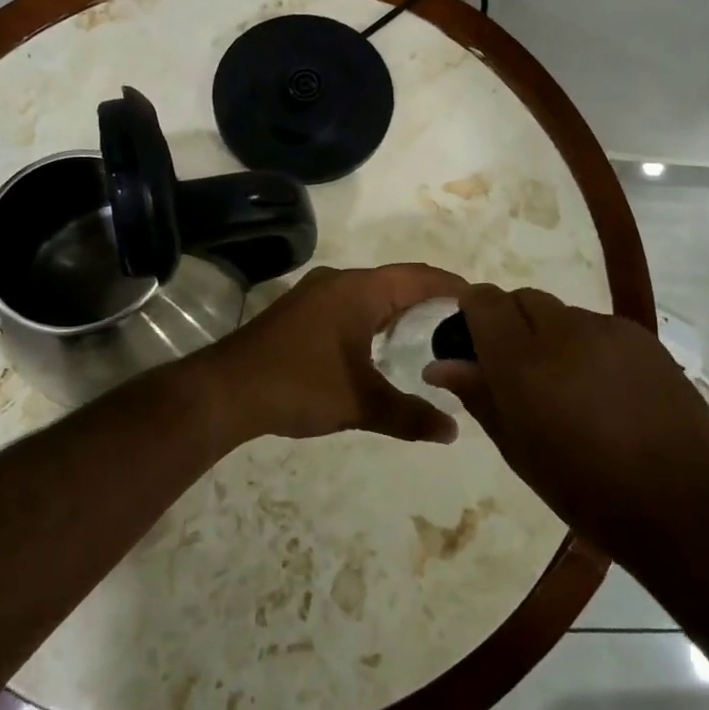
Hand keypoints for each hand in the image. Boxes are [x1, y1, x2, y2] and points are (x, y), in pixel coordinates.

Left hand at [195, 264, 469, 446]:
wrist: (225, 391)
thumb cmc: (299, 385)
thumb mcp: (360, 403)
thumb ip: (410, 415)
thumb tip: (452, 431)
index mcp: (358, 290)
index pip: (418, 277)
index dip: (453, 287)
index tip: (483, 303)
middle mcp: (339, 281)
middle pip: (397, 282)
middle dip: (430, 300)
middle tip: (464, 325)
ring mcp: (316, 295)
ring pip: (372, 294)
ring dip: (401, 311)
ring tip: (432, 336)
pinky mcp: (301, 312)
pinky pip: (351, 305)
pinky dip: (376, 319)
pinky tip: (384, 347)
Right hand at [423, 285, 708, 551]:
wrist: (682, 504)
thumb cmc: (586, 490)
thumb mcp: (519, 449)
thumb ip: (479, 395)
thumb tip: (440, 365)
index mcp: (523, 362)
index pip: (484, 301)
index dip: (472, 311)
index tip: (472, 340)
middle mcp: (563, 331)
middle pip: (523, 298)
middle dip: (511, 321)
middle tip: (519, 369)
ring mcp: (608, 329)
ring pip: (562, 313)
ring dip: (551, 335)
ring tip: (568, 385)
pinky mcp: (642, 336)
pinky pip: (598, 326)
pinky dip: (587, 344)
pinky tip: (605, 388)